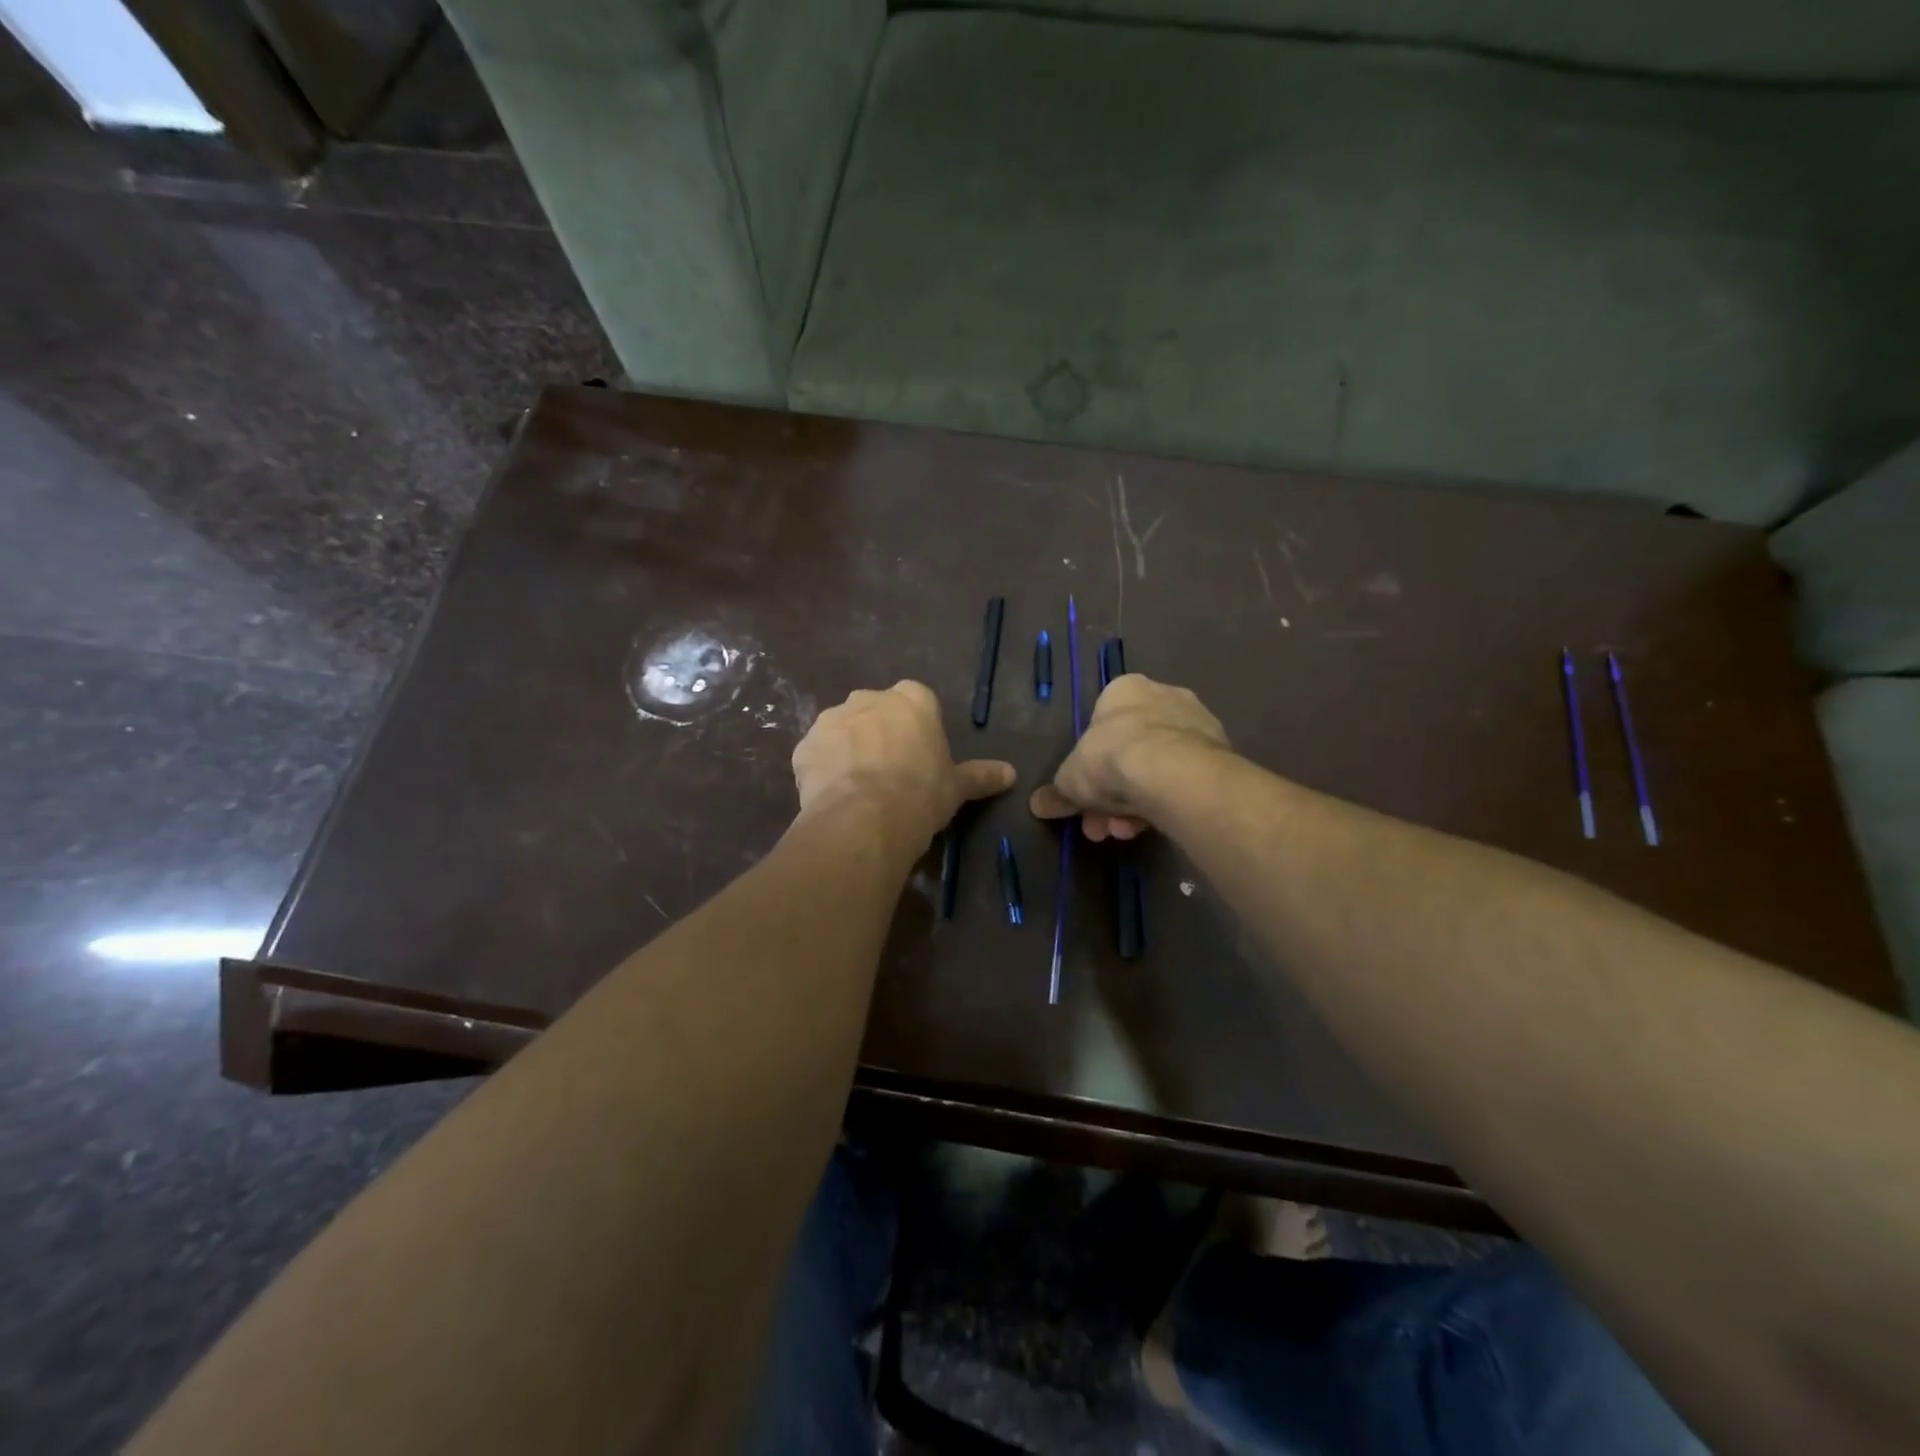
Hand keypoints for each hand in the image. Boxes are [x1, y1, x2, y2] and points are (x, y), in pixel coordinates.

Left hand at [793, 681, 1015, 846]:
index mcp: (913, 699)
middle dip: (879, 735)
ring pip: (843, 731)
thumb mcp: (957, 787)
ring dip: (848, 751)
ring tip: (858, 790)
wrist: (865, 818)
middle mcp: (869, 698)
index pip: (916, 702)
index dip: (916, 731)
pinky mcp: (804, 745)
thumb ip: (981, 775)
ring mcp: (832, 719)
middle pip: (876, 712)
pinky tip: (833, 797)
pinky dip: (823, 770)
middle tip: (888, 774)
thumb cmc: (921, 794)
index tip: (918, 758)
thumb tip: (1011, 773)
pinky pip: (816, 755)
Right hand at [1029, 674, 1228, 840]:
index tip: (1084, 795)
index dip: (1090, 765)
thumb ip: (1056, 792)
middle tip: (1100, 824)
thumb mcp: (1069, 780)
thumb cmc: (1111, 757)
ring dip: (1136, 803)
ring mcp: (1196, 724)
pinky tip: (1153, 827)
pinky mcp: (1220, 753)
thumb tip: (1038, 805)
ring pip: (1158, 768)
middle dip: (1111, 793)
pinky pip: (1183, 779)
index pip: (1102, 725)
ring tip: (1124, 832)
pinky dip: (1166, 802)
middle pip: (1130, 751)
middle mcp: (1163, 696)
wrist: (1173, 771)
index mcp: (1124, 690)